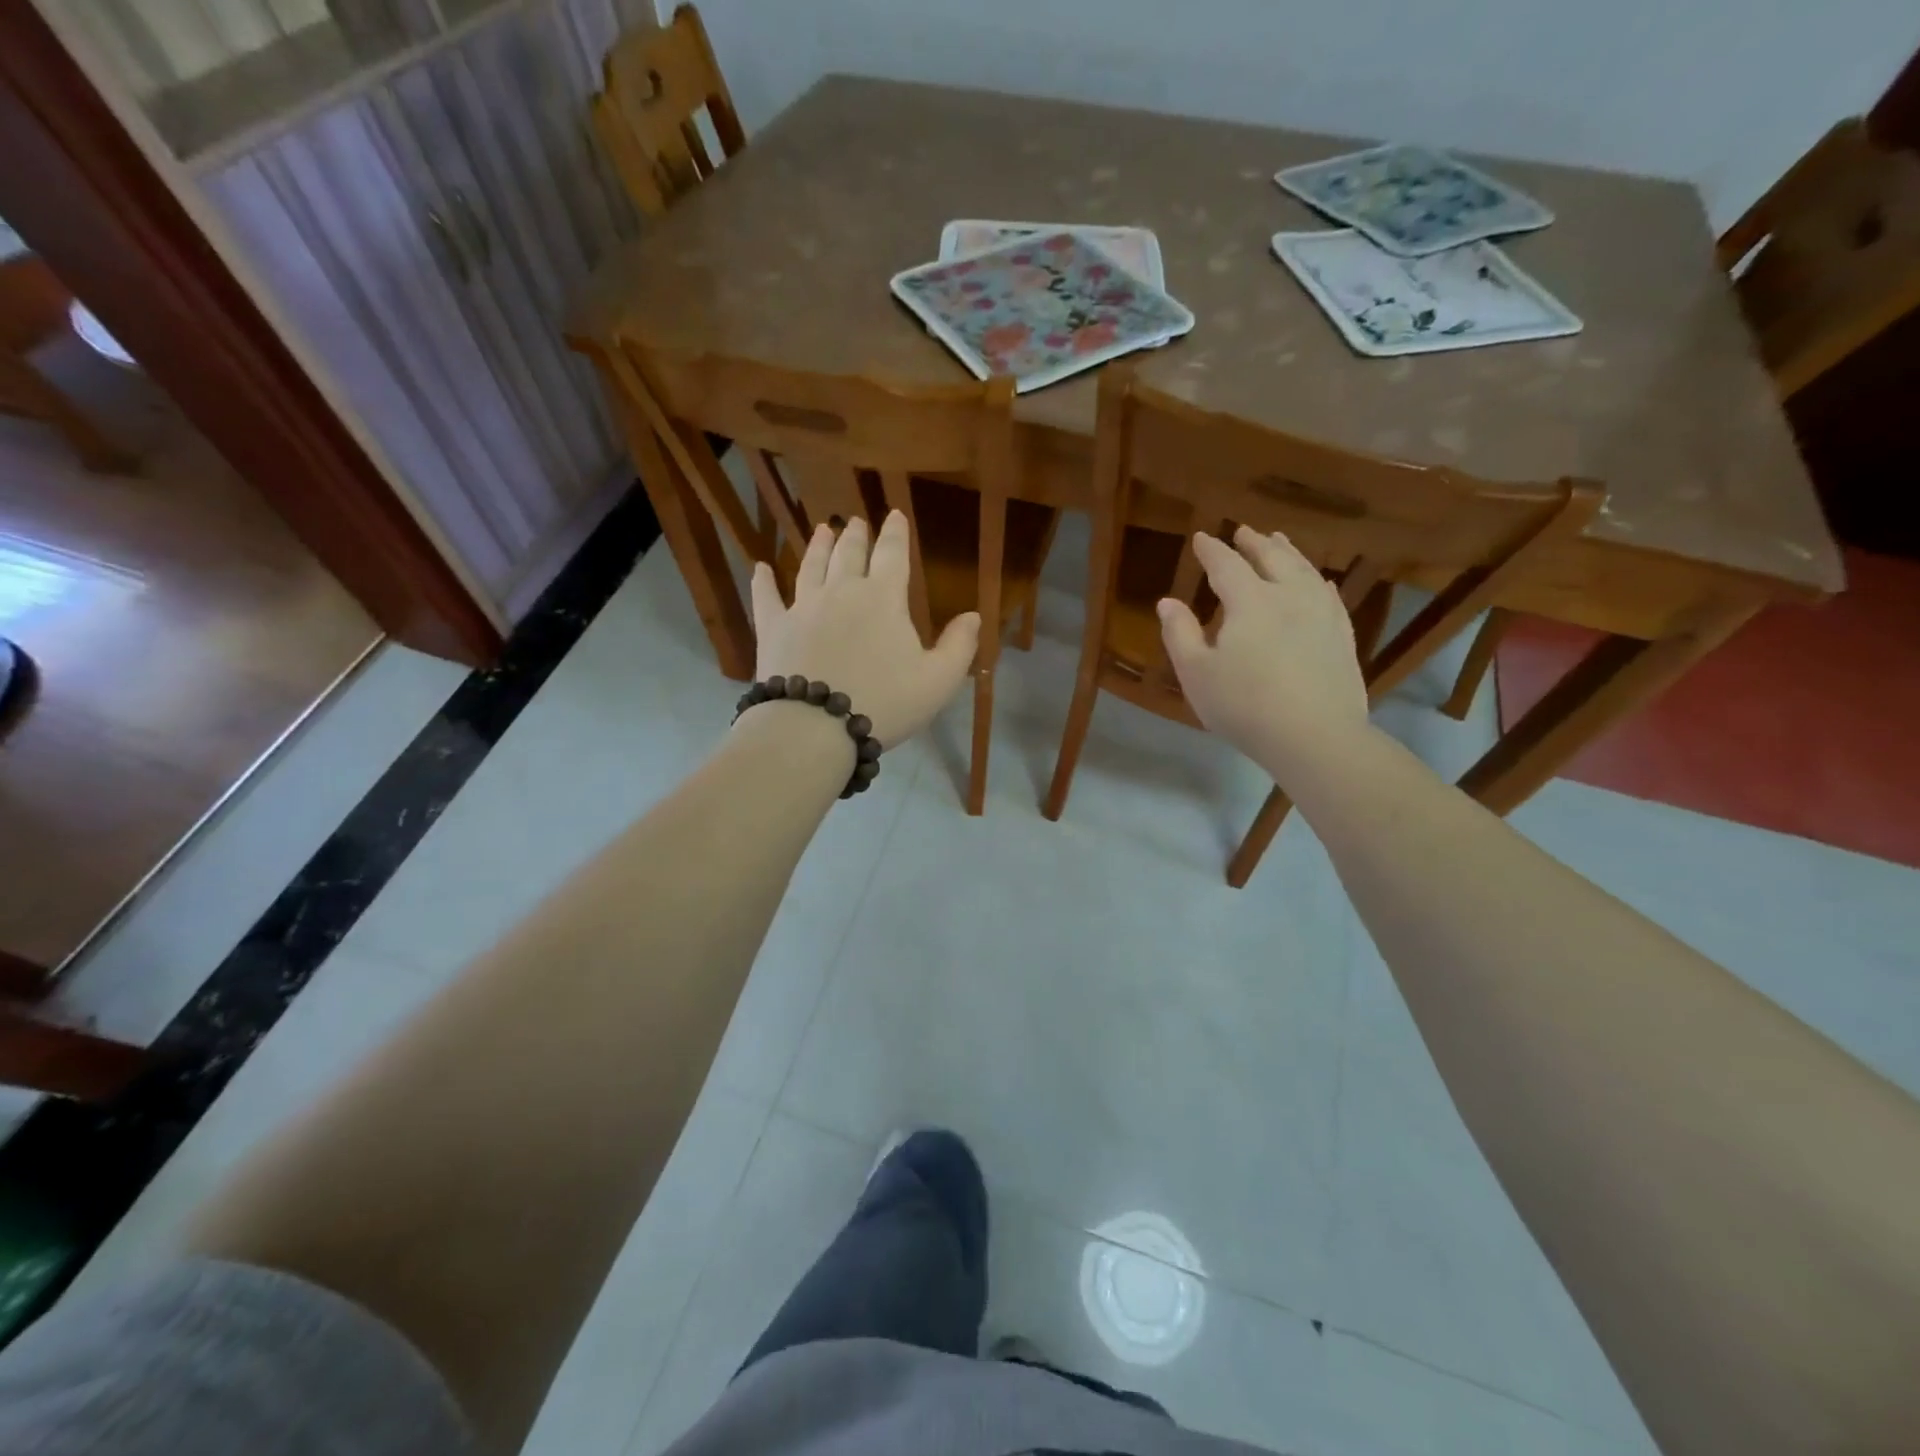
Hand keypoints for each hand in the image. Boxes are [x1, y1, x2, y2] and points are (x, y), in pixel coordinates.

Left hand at [748, 512, 979, 746]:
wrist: (815, 727)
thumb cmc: (884, 703)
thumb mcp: (938, 681)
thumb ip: (959, 646)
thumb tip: (973, 615)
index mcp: (883, 599)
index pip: (892, 555)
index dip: (895, 533)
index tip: (895, 514)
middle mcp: (841, 592)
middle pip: (849, 554)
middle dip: (856, 535)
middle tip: (856, 522)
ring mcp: (803, 608)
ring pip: (811, 567)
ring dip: (818, 547)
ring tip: (822, 530)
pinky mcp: (773, 629)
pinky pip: (767, 599)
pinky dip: (763, 582)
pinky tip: (760, 568)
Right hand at [1157, 527, 1369, 782]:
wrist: (1315, 736)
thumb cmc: (1244, 706)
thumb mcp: (1196, 674)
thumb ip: (1179, 634)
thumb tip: (1167, 602)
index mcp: (1249, 602)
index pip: (1226, 565)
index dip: (1211, 550)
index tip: (1201, 538)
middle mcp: (1288, 596)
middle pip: (1271, 558)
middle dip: (1254, 542)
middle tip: (1243, 531)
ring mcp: (1322, 613)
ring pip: (1304, 570)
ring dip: (1287, 551)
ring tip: (1278, 540)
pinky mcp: (1342, 635)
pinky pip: (1329, 595)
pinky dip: (1317, 580)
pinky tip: (1318, 581)